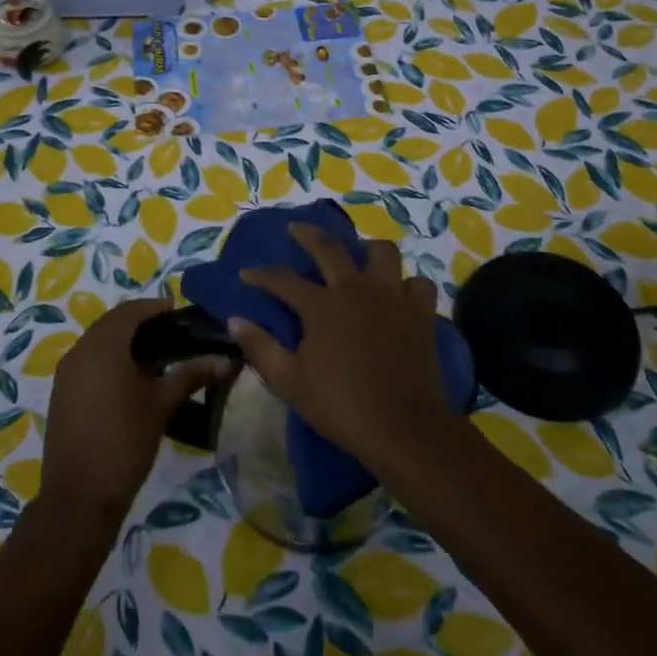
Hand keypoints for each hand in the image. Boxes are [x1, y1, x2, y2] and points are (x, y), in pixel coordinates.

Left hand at [39, 297, 231, 521]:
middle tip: (170, 331)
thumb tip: (225, 359)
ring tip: (156, 356)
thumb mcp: (162, 404)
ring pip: (98, 343)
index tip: (177, 310)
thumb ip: (191, 375)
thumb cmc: (125, 441)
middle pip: (111, 324)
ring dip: (124, 342)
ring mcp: (66, 374)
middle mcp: (79, 352)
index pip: (129, 311)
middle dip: (140, 323)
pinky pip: (88, 363)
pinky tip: (132, 380)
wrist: (80, 497)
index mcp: (103, 346)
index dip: (154, 307)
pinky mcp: (62, 395)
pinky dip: (109, 360)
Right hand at [232, 225, 449, 472]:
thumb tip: (236, 320)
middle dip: (308, 235)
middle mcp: (355, 289)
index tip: (246, 274)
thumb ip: (261, 347)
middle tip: (296, 228)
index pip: (283, 280)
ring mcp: (392, 296)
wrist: (402, 426)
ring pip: (382, 252)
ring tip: (359, 255)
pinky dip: (407, 285)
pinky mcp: (420, 311)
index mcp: (321, 305)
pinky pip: (417, 283)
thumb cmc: (341, 405)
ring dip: (367, 249)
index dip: (261, 275)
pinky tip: (400, 294)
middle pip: (329, 248)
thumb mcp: (290, 382)